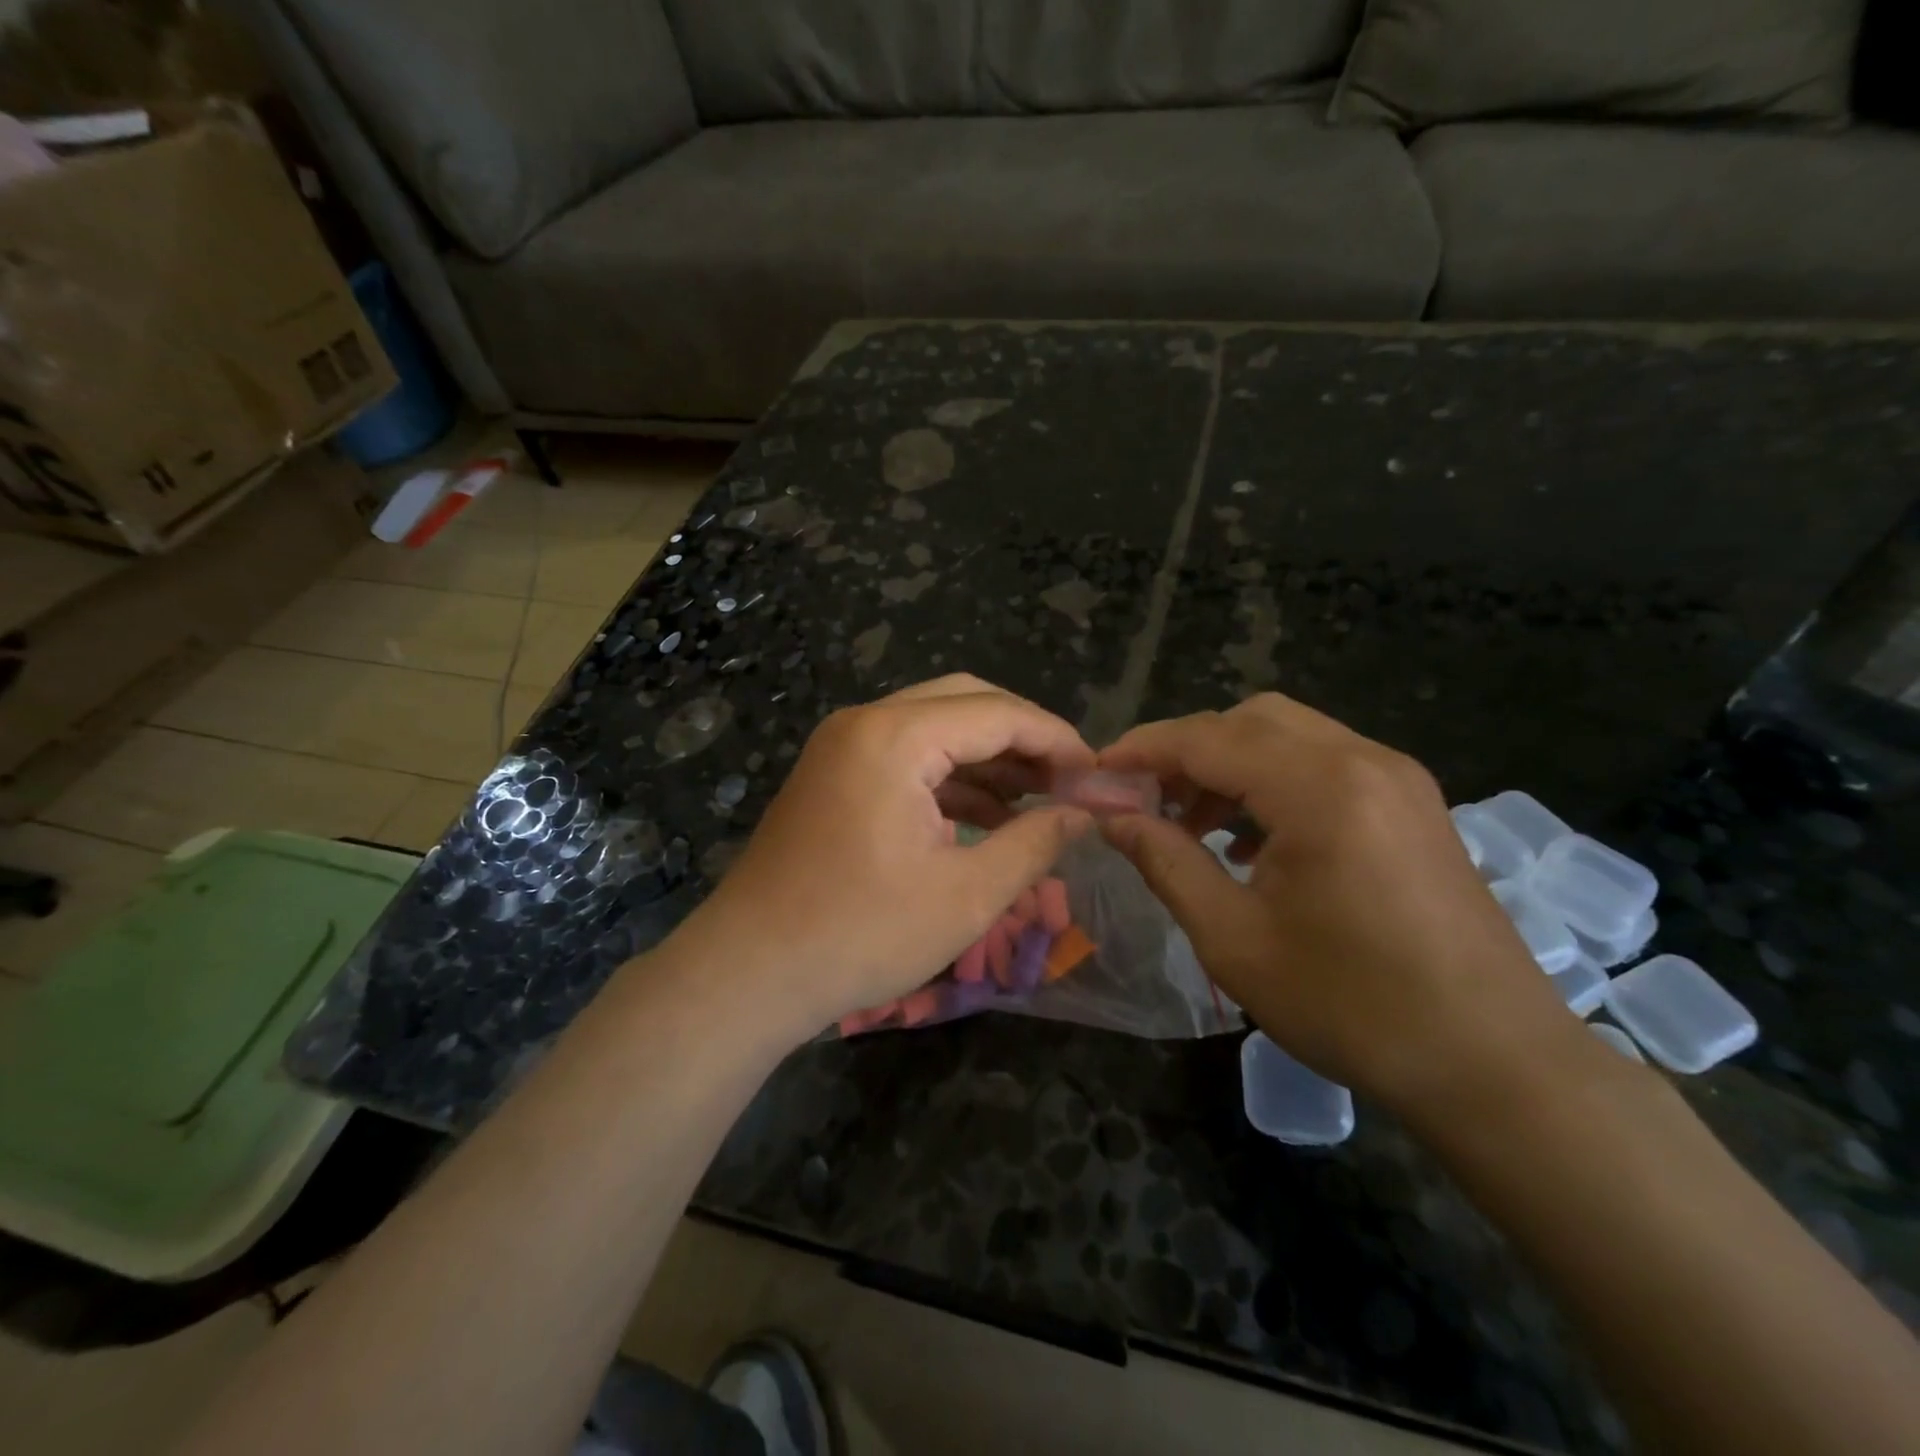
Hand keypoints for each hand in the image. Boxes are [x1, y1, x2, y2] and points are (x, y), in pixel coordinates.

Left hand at [667, 675, 1094, 1037]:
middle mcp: (865, 723)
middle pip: (965, 703)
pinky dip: (951, 779)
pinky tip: (988, 818)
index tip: (1097, 775)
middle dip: (1023, 739)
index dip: (1056, 739)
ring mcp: (842, 747)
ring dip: (988, 759)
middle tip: (1069, 781)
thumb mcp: (967, 896)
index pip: (997, 713)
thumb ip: (1034, 843)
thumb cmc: (861, 935)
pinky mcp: (834, 775)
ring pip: (935, 728)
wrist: (748, 973)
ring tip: (1040, 801)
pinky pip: (906, 757)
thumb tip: (1082, 814)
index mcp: (895, 737)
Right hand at [1098, 695, 1583, 1115]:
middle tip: (1144, 799)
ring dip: (1230, 765)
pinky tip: (1252, 842)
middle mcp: (1363, 760)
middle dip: (1186, 751)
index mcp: (1319, 788)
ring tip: (1190, 824)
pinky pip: (1325, 764)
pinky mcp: (1413, 804)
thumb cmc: (1351, 1005)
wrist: (1495, 1064)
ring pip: (1289, 736)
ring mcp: (1397, 778)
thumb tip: (1112, 817)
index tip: (1096, 772)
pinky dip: (1273, 781)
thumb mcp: (1234, 938)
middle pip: (1250, 720)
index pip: (1207, 739)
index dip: (1142, 749)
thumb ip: (1165, 862)